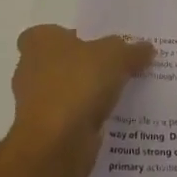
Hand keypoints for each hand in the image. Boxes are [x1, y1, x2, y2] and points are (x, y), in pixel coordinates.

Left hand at [6, 24, 153, 176]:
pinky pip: (72, 117)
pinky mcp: (46, 131)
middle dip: (85, 66)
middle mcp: (30, 69)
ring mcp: (36, 103)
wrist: (56, 144)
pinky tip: (114, 118)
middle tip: (118, 66)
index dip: (73, 36)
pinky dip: (88, 118)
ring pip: (67, 91)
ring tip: (123, 93)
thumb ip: (131, 50)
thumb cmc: (77, 85)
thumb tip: (146, 48)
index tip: (98, 44)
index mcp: (39, 42)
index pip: (51, 32)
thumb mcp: (115, 56)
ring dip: (88, 94)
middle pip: (61, 62)